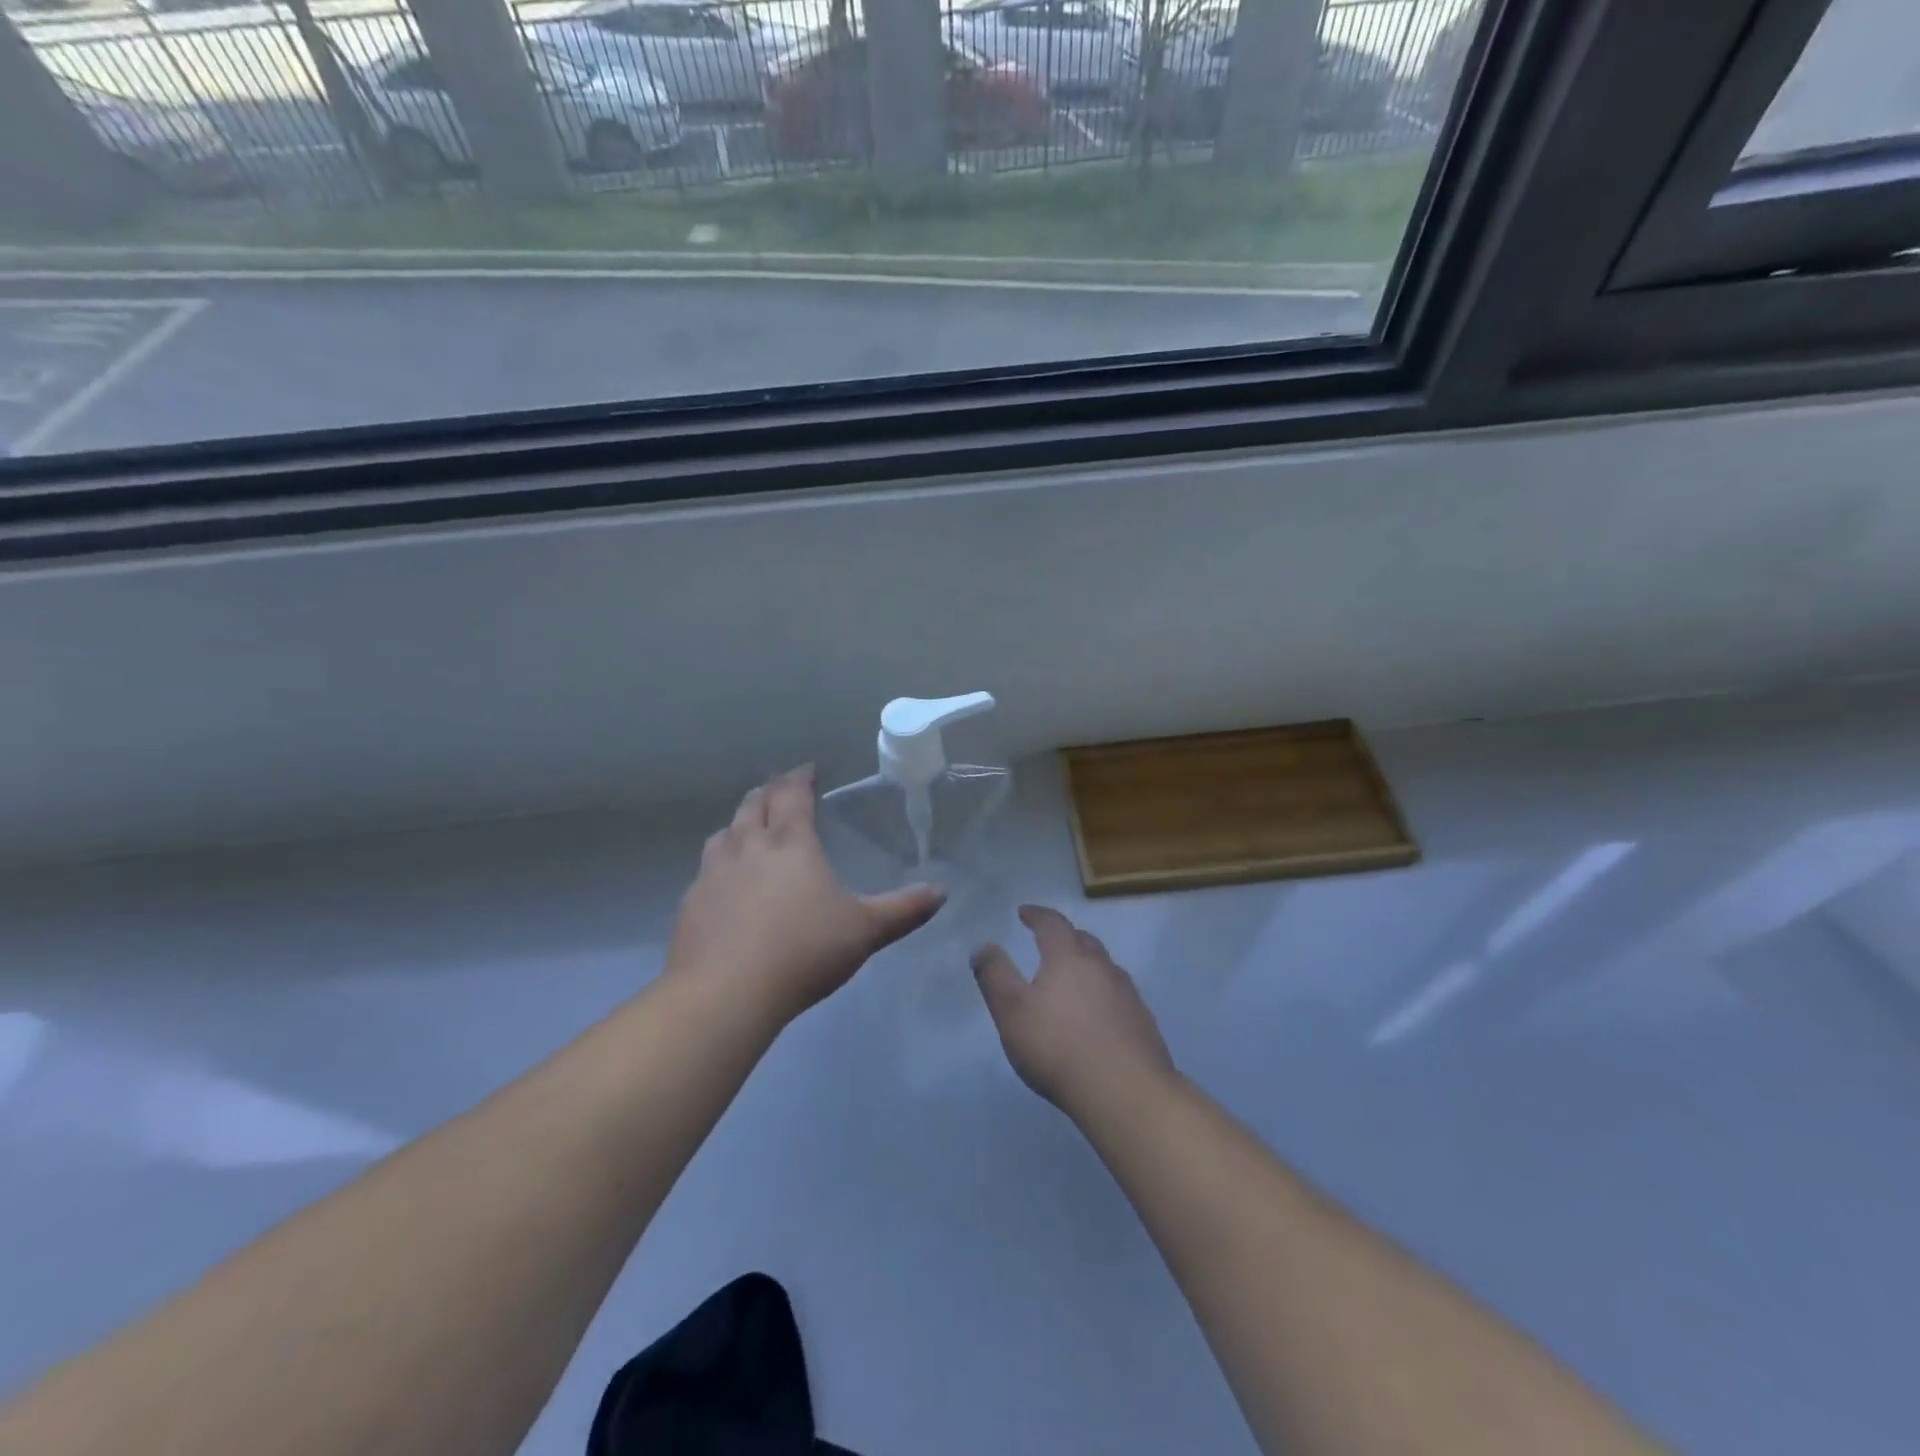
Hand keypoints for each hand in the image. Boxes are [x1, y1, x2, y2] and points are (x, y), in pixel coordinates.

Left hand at [667, 766, 945, 1026]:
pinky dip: (718, 861)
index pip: (792, 795)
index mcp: (791, 844)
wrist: (726, 993)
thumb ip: (903, 910)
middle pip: (754, 806)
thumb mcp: (864, 931)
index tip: (807, 769)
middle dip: (768, 792)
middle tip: (778, 788)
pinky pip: (705, 869)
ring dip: (738, 822)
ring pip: (724, 833)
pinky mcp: (691, 903)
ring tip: (747, 826)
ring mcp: (713, 874)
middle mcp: (749, 847)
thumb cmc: (803, 951)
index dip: (800, 778)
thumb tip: (941, 892)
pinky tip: (723, 881)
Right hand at [972, 904, 1175, 1117]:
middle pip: (1083, 940)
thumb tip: (983, 946)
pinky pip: (1119, 995)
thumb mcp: (1011, 1011)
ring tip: (1073, 978)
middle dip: (1064, 937)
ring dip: (1087, 965)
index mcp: (1068, 957)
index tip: (1024, 913)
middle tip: (1049, 943)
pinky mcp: (1143, 1022)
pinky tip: (1098, 1015)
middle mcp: (1101, 966)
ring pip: (1104, 967)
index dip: (1037, 915)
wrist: (1125, 1091)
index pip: (1052, 923)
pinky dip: (1104, 994)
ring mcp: (1127, 993)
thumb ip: (995, 976)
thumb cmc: (1058, 1046)